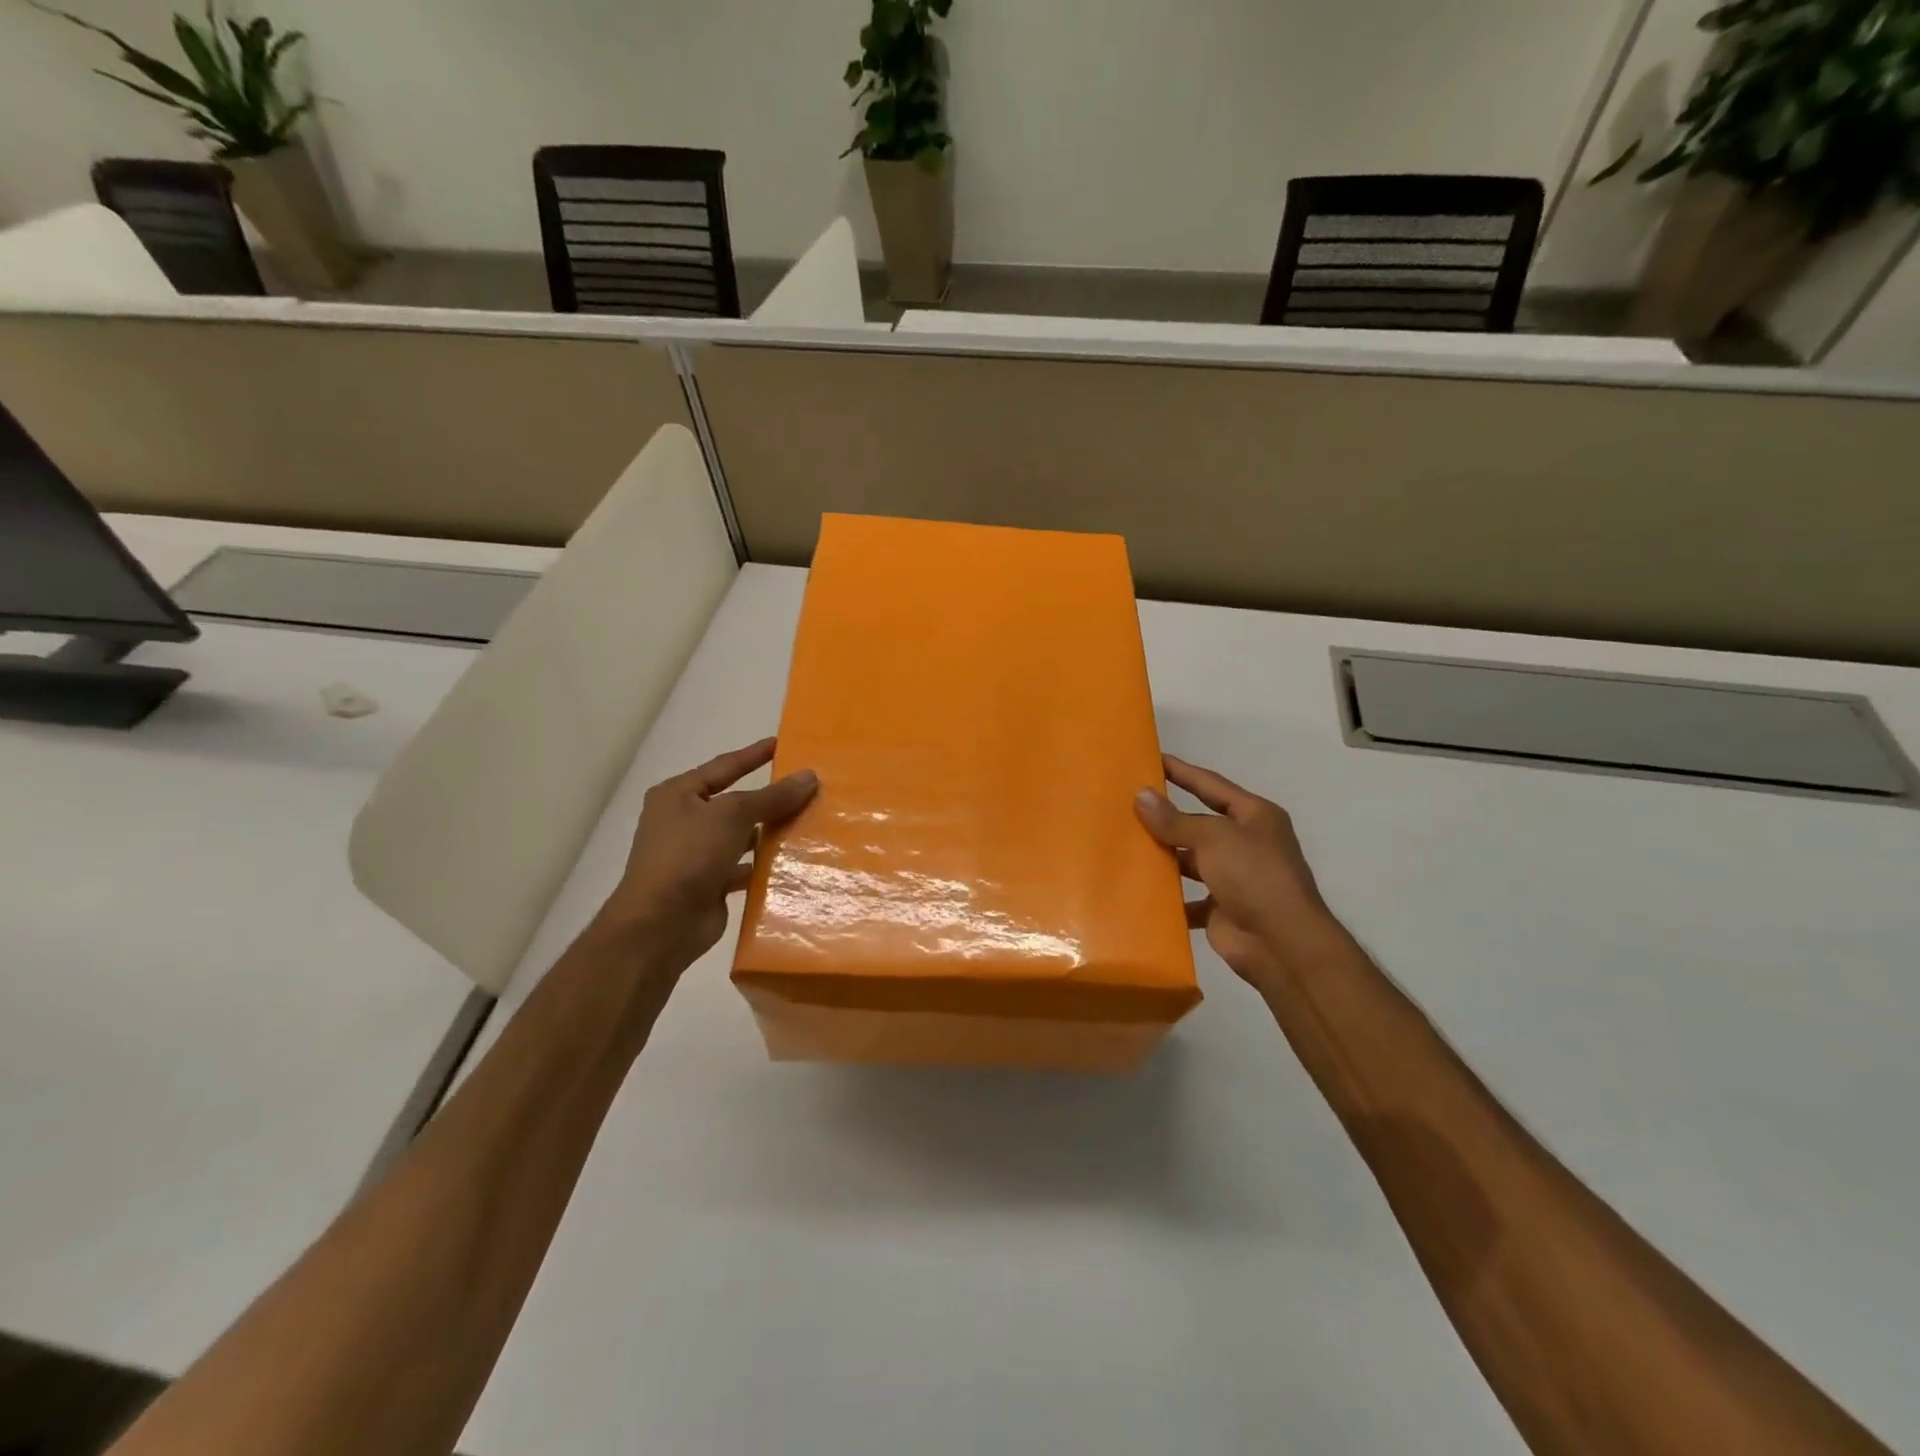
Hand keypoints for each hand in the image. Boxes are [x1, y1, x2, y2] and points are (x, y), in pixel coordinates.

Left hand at [595, 738, 817, 974]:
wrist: (660, 924)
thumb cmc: (689, 855)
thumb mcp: (732, 815)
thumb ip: (772, 796)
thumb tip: (809, 776)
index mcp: (678, 795)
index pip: (724, 766)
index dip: (753, 755)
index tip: (782, 744)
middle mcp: (684, 821)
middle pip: (735, 802)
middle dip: (769, 797)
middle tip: (807, 787)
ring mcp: (696, 855)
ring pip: (741, 836)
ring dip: (770, 832)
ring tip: (810, 822)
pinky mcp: (709, 884)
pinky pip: (744, 867)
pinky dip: (765, 864)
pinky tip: (795, 861)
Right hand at [1135, 755, 1337, 996]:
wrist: (1281, 944)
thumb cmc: (1254, 876)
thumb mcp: (1214, 838)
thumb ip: (1175, 819)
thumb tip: (1141, 795)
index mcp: (1254, 817)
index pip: (1211, 785)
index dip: (1182, 771)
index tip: (1152, 758)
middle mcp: (1245, 843)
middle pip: (1198, 823)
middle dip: (1166, 817)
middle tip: (1125, 804)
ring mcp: (1234, 878)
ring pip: (1190, 860)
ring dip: (1163, 856)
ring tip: (1123, 844)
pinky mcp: (1221, 909)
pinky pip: (1187, 898)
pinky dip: (1167, 897)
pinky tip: (1137, 889)